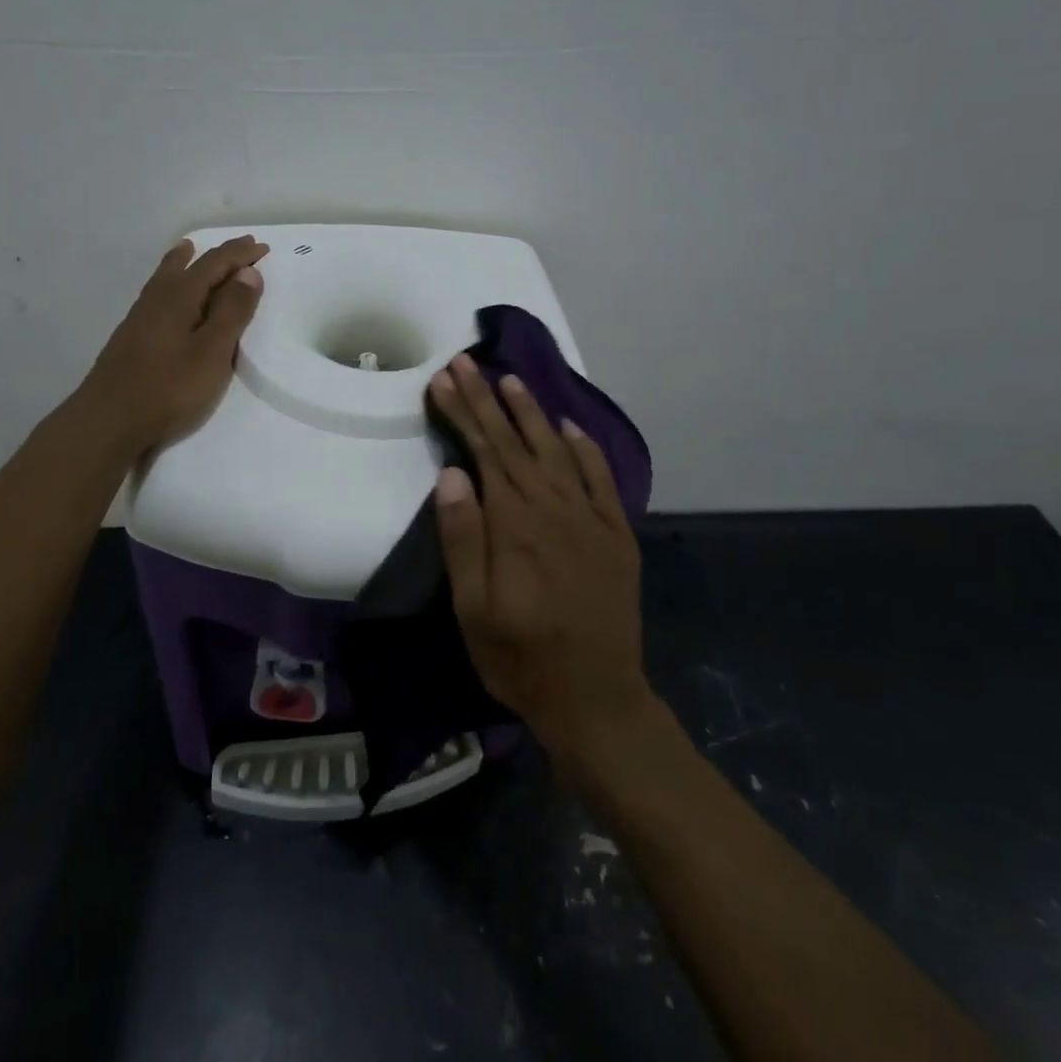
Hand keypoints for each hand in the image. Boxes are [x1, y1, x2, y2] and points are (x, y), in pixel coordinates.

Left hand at [77, 235, 268, 455]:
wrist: (107, 422)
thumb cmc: (168, 388)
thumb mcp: (212, 352)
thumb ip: (232, 312)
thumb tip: (248, 272)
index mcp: (178, 297)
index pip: (213, 264)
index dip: (239, 255)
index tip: (262, 247)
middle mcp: (156, 300)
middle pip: (186, 266)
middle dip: (216, 256)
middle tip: (238, 248)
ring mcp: (138, 319)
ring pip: (164, 278)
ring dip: (182, 262)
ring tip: (187, 250)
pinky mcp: (130, 338)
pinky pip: (155, 295)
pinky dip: (168, 283)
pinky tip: (164, 297)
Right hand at [428, 355, 657, 763]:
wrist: (597, 699)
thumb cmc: (521, 658)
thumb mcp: (474, 610)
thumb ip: (463, 539)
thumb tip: (454, 475)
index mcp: (515, 524)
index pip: (484, 452)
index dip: (462, 412)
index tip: (443, 379)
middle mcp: (554, 508)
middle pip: (516, 441)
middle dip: (487, 400)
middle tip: (466, 362)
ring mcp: (591, 519)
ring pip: (556, 451)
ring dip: (532, 413)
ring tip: (510, 380)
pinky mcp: (616, 534)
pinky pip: (600, 479)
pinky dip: (585, 449)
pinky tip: (570, 429)